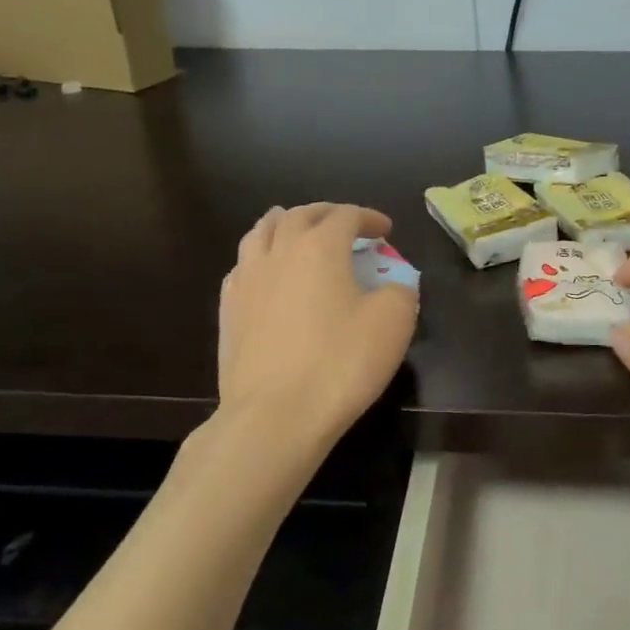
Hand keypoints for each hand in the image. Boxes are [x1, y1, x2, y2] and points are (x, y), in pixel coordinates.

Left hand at [218, 204, 417, 455]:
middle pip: (300, 215)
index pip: (346, 216)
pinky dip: (261, 255)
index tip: (385, 230)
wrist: (275, 415)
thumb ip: (401, 290)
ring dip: (285, 223)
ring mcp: (247, 279)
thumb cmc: (341, 363)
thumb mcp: (393, 323)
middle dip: (327, 213)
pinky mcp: (228, 309)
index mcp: (320, 247)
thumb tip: (394, 283)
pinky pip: (243, 265)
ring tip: (296, 228)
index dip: (369, 218)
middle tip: (345, 224)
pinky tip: (267, 271)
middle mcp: (279, 252)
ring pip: (262, 232)